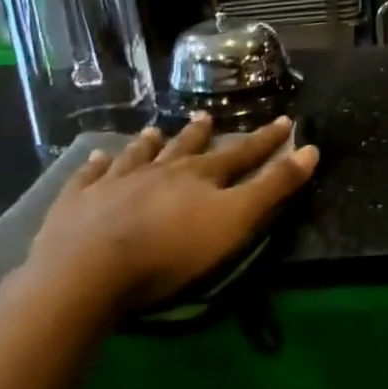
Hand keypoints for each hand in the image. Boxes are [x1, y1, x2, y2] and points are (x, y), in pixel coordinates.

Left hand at [28, 115, 317, 313]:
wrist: (87, 271)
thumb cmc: (172, 250)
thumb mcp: (236, 220)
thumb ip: (273, 186)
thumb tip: (310, 150)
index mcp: (200, 176)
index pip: (241, 153)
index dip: (266, 139)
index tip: (285, 120)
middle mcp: (159, 171)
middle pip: (185, 148)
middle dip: (199, 134)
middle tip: (206, 117)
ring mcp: (115, 184)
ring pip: (137, 157)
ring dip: (149, 144)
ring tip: (153, 131)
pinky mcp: (77, 203)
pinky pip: (88, 178)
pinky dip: (95, 167)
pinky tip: (96, 159)